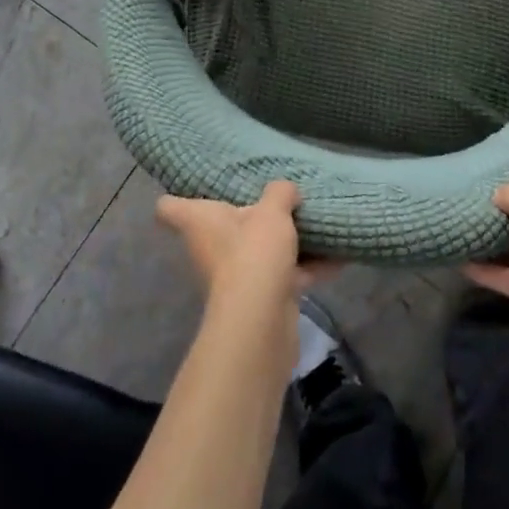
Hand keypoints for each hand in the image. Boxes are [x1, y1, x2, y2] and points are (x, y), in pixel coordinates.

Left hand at [157, 180, 333, 321]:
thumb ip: (280, 193)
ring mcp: (236, 277)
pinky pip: (286, 275)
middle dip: (248, 217)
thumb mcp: (272, 211)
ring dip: (283, 242)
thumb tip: (286, 191)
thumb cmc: (253, 253)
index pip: (169, 207)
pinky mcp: (261, 299)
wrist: (261, 322)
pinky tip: (339, 255)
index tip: (193, 186)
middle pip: (222, 229)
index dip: (176, 196)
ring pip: (258, 252)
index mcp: (200, 223)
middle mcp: (211, 249)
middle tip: (273, 198)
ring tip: (312, 221)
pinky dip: (309, 268)